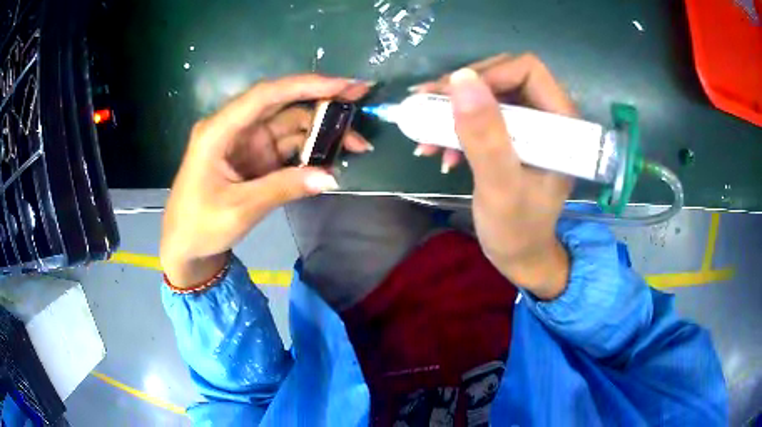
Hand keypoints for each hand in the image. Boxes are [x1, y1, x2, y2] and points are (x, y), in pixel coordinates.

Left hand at [160, 74, 372, 287]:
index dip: (305, 86)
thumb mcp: (240, 209)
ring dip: (322, 130)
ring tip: (357, 143)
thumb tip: (331, 177)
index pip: (265, 96)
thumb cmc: (200, 225)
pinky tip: (334, 156)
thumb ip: (283, 189)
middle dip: (322, 100)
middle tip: (360, 97)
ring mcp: (247, 143)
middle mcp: (235, 128)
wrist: (186, 246)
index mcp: (219, 131)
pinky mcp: (256, 158)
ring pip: (290, 125)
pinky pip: (288, 146)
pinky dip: (312, 150)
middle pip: (282, 104)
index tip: (343, 85)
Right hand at [415, 54, 575, 298]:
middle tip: (427, 107)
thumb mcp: (500, 186)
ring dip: (453, 110)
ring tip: (425, 136)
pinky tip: (437, 148)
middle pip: (503, 76)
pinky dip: (456, 125)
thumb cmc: (518, 229)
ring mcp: (530, 124)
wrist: (520, 256)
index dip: (488, 75)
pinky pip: (482, 115)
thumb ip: (485, 136)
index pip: (526, 70)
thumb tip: (461, 79)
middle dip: (463, 92)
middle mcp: (548, 115)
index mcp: (562, 121)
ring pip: (488, 94)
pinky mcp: (514, 136)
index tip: (451, 98)